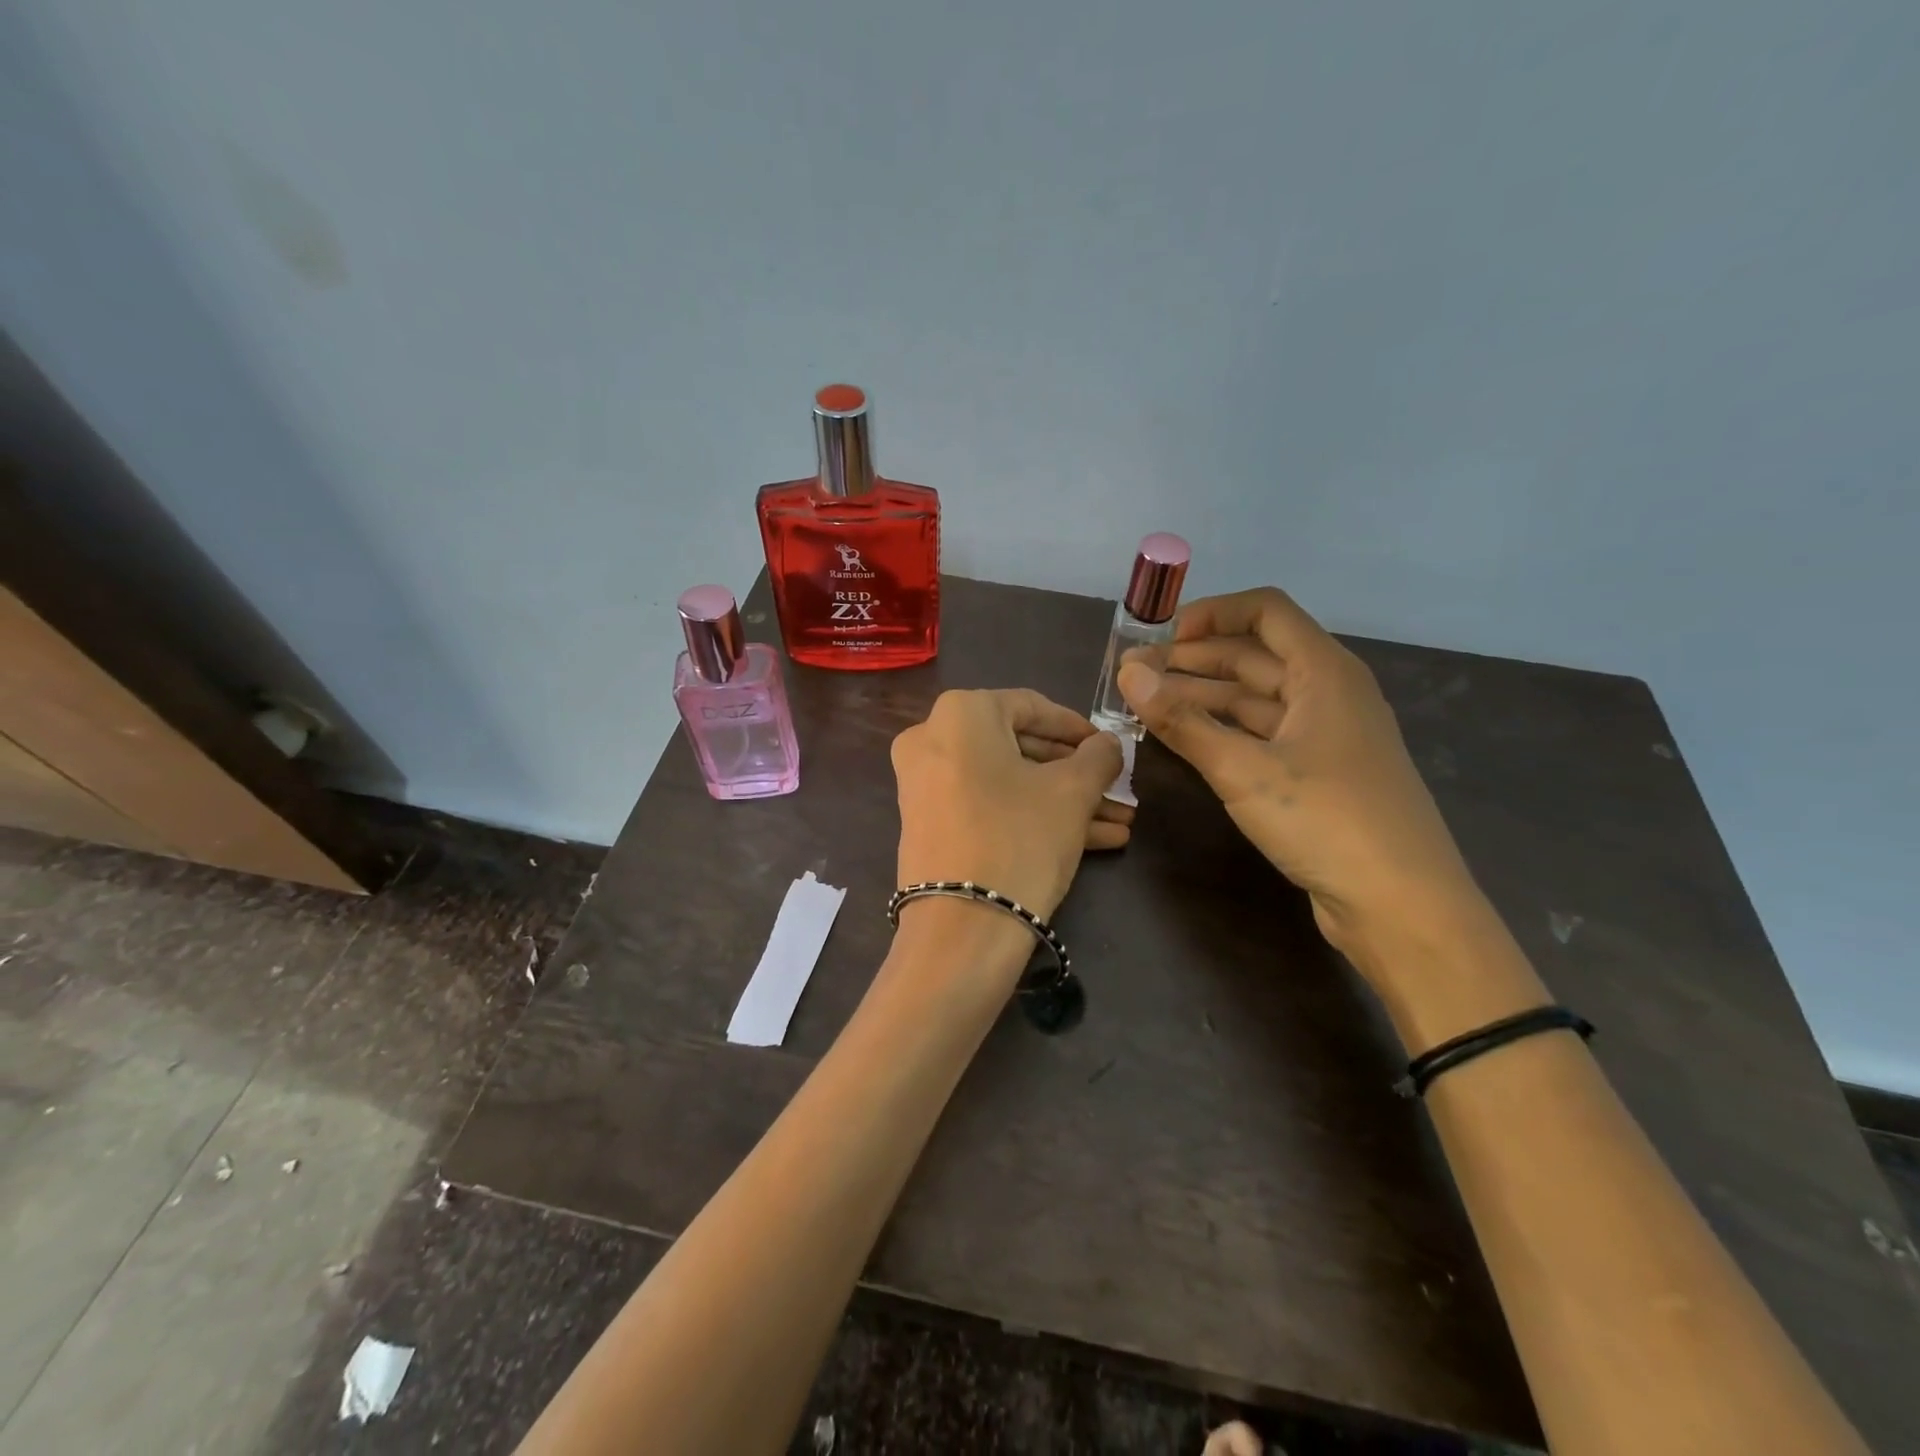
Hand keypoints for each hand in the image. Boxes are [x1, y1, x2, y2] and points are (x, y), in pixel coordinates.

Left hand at [891, 689, 1130, 922]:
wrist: (961, 930)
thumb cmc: (1020, 837)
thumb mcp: (1072, 792)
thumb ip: (1097, 757)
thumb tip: (1108, 745)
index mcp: (961, 714)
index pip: (1032, 706)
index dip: (1078, 728)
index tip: (1111, 748)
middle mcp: (932, 740)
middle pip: (1019, 749)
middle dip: (1075, 773)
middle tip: (1118, 790)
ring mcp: (926, 786)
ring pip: (1008, 784)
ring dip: (1064, 802)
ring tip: (1120, 823)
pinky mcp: (930, 826)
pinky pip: (988, 808)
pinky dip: (1033, 818)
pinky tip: (1094, 842)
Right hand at [1117, 587, 1480, 964]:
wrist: (1401, 905)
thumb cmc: (1326, 820)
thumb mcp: (1243, 769)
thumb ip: (1182, 720)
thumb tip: (1128, 674)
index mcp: (1325, 672)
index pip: (1265, 612)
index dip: (1210, 614)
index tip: (1159, 638)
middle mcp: (1328, 693)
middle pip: (1254, 655)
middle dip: (1193, 660)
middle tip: (1135, 676)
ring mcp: (1325, 735)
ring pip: (1255, 698)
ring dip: (1202, 696)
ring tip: (1147, 705)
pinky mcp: (1318, 773)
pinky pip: (1261, 734)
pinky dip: (1222, 730)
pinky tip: (1185, 740)